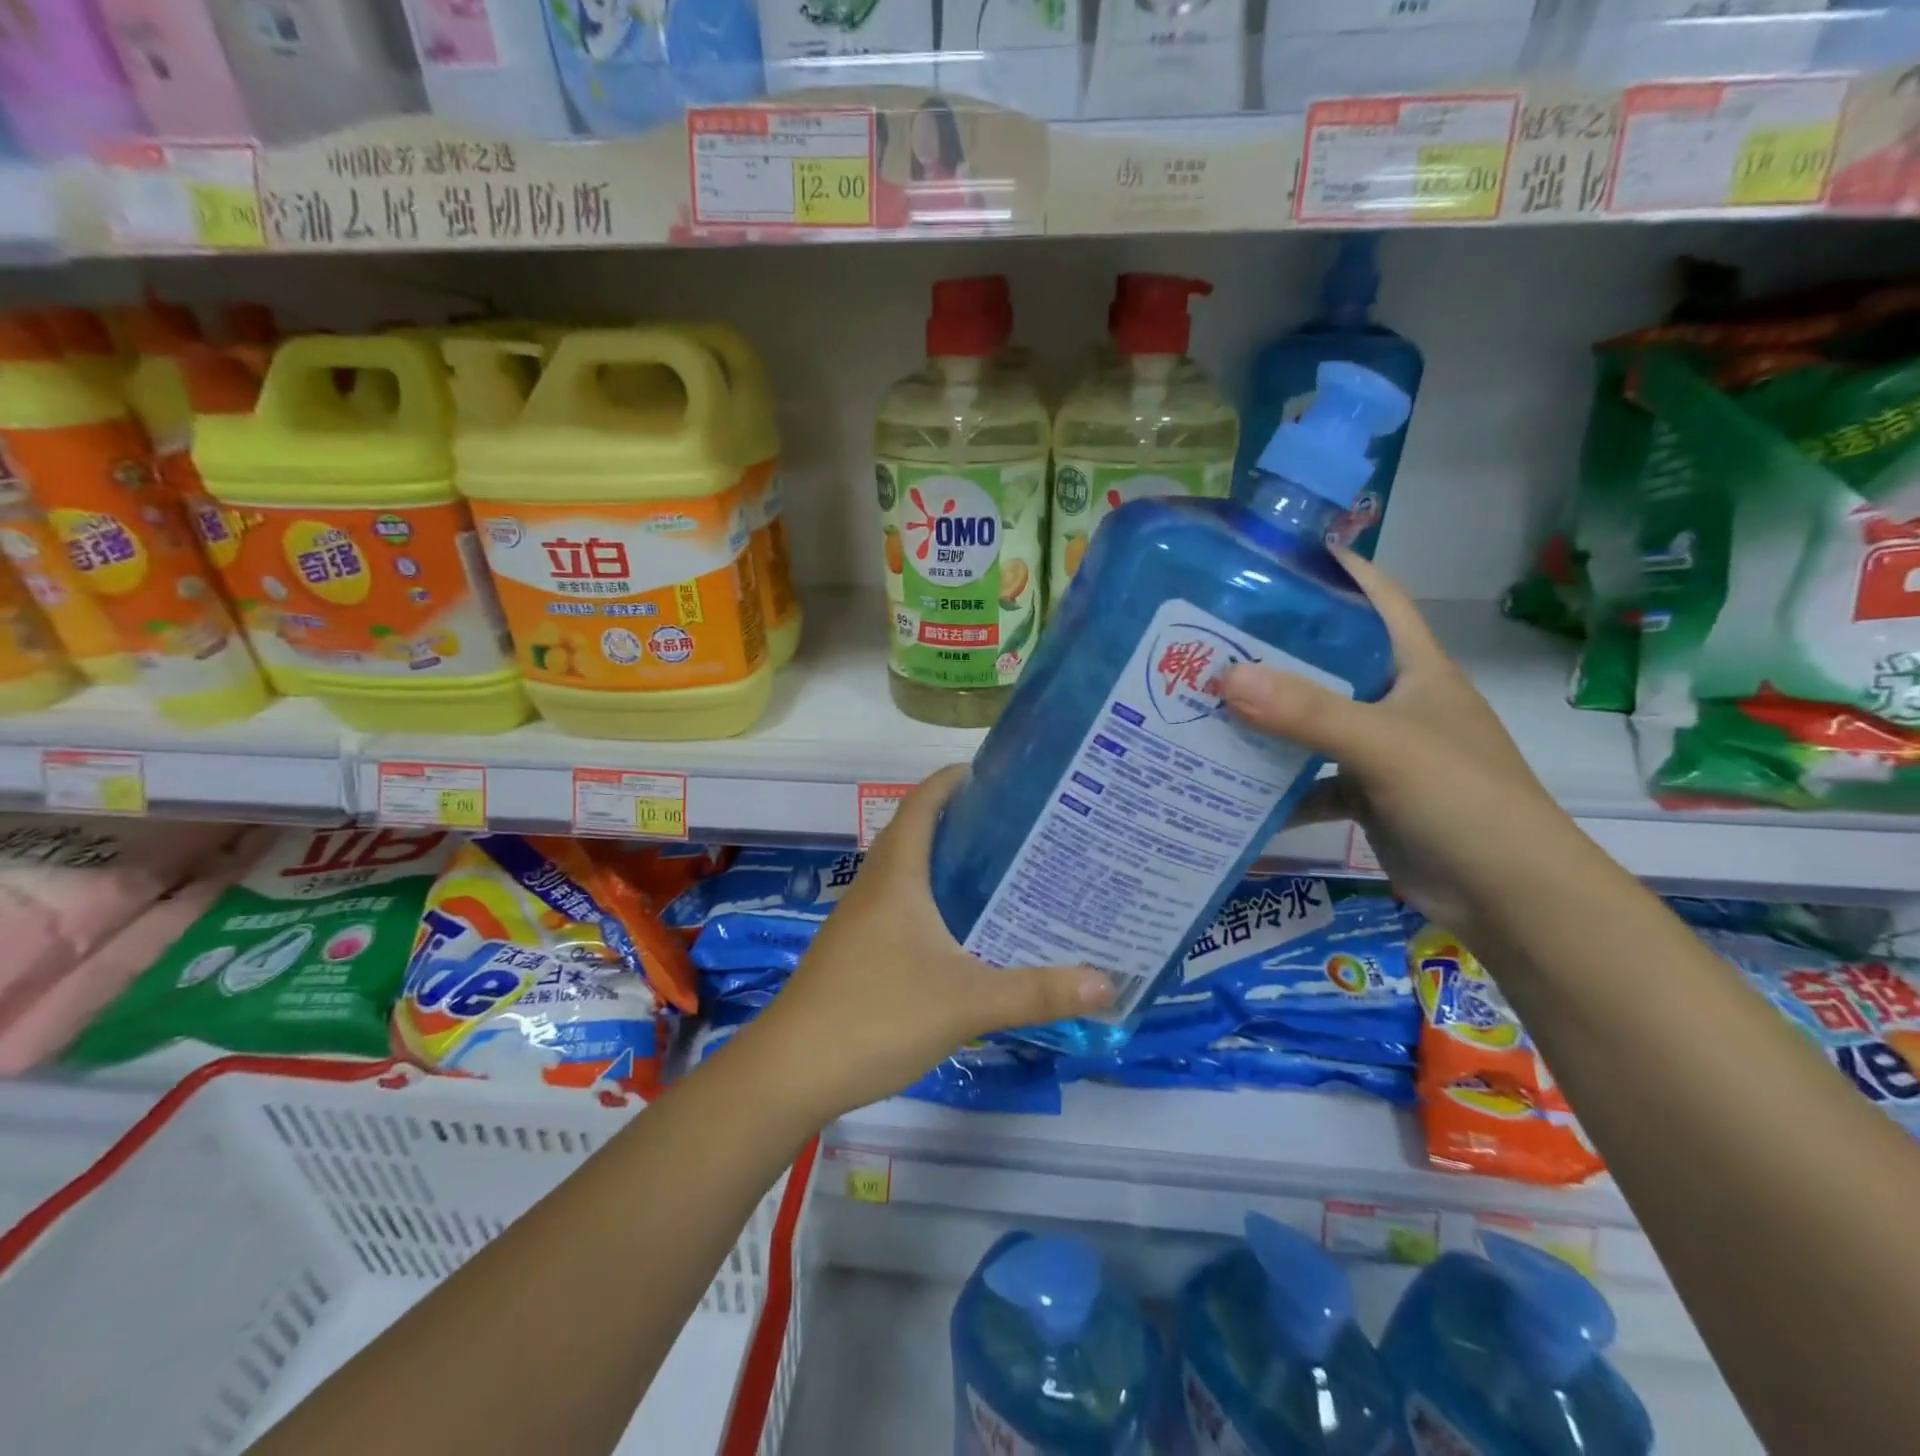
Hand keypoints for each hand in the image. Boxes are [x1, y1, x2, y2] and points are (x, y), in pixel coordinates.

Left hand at [742, 767, 1112, 1120]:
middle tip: (1021, 827)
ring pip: (910, 871)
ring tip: (1004, 870)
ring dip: (949, 863)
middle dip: (965, 821)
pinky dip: (935, 900)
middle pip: (919, 831)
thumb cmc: (877, 1015)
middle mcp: (876, 885)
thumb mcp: (966, 1002)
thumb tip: (1108, 984)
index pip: (923, 802)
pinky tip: (966, 930)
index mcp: (897, 874)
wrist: (792, 1071)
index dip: (954, 779)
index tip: (999, 774)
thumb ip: (1037, 992)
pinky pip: (902, 904)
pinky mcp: (858, 949)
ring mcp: (861, 918)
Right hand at [1220, 550, 1591, 941]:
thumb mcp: (1385, 746)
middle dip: (1271, 647)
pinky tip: (1228, 783)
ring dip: (1264, 717)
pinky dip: (1274, 783)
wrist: (1511, 899)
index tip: (1264, 557)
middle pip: (1327, 658)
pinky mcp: (1365, 793)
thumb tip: (1225, 678)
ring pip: (1310, 720)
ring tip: (1199, 704)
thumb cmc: (1463, 800)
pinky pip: (1308, 777)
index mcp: (1415, 666)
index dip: (1329, 568)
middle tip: (1204, 637)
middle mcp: (1395, 699)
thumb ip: (1308, 712)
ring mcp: (1379, 748)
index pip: (1374, 596)